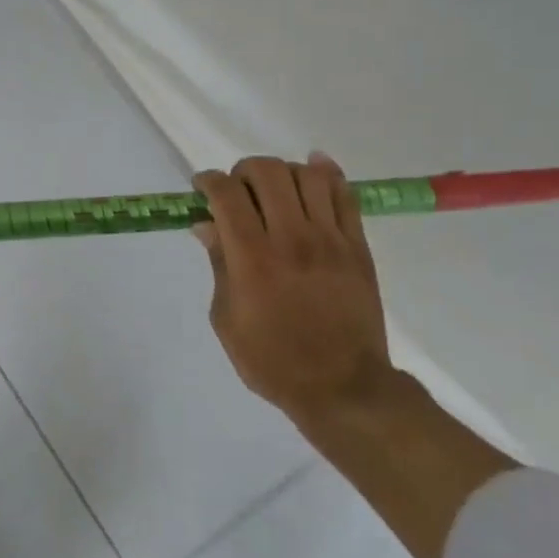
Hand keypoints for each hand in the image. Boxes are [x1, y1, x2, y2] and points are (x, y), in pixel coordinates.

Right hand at [193, 154, 393, 430]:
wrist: (342, 387)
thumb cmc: (272, 360)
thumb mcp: (226, 318)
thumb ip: (219, 264)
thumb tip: (207, 225)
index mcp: (252, 258)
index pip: (226, 195)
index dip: (207, 181)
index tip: (201, 187)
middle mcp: (291, 238)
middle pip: (266, 172)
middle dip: (242, 171)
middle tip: (237, 191)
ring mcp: (330, 239)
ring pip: (306, 175)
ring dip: (282, 172)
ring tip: (274, 189)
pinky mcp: (357, 246)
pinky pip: (345, 194)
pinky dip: (326, 173)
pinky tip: (312, 170)